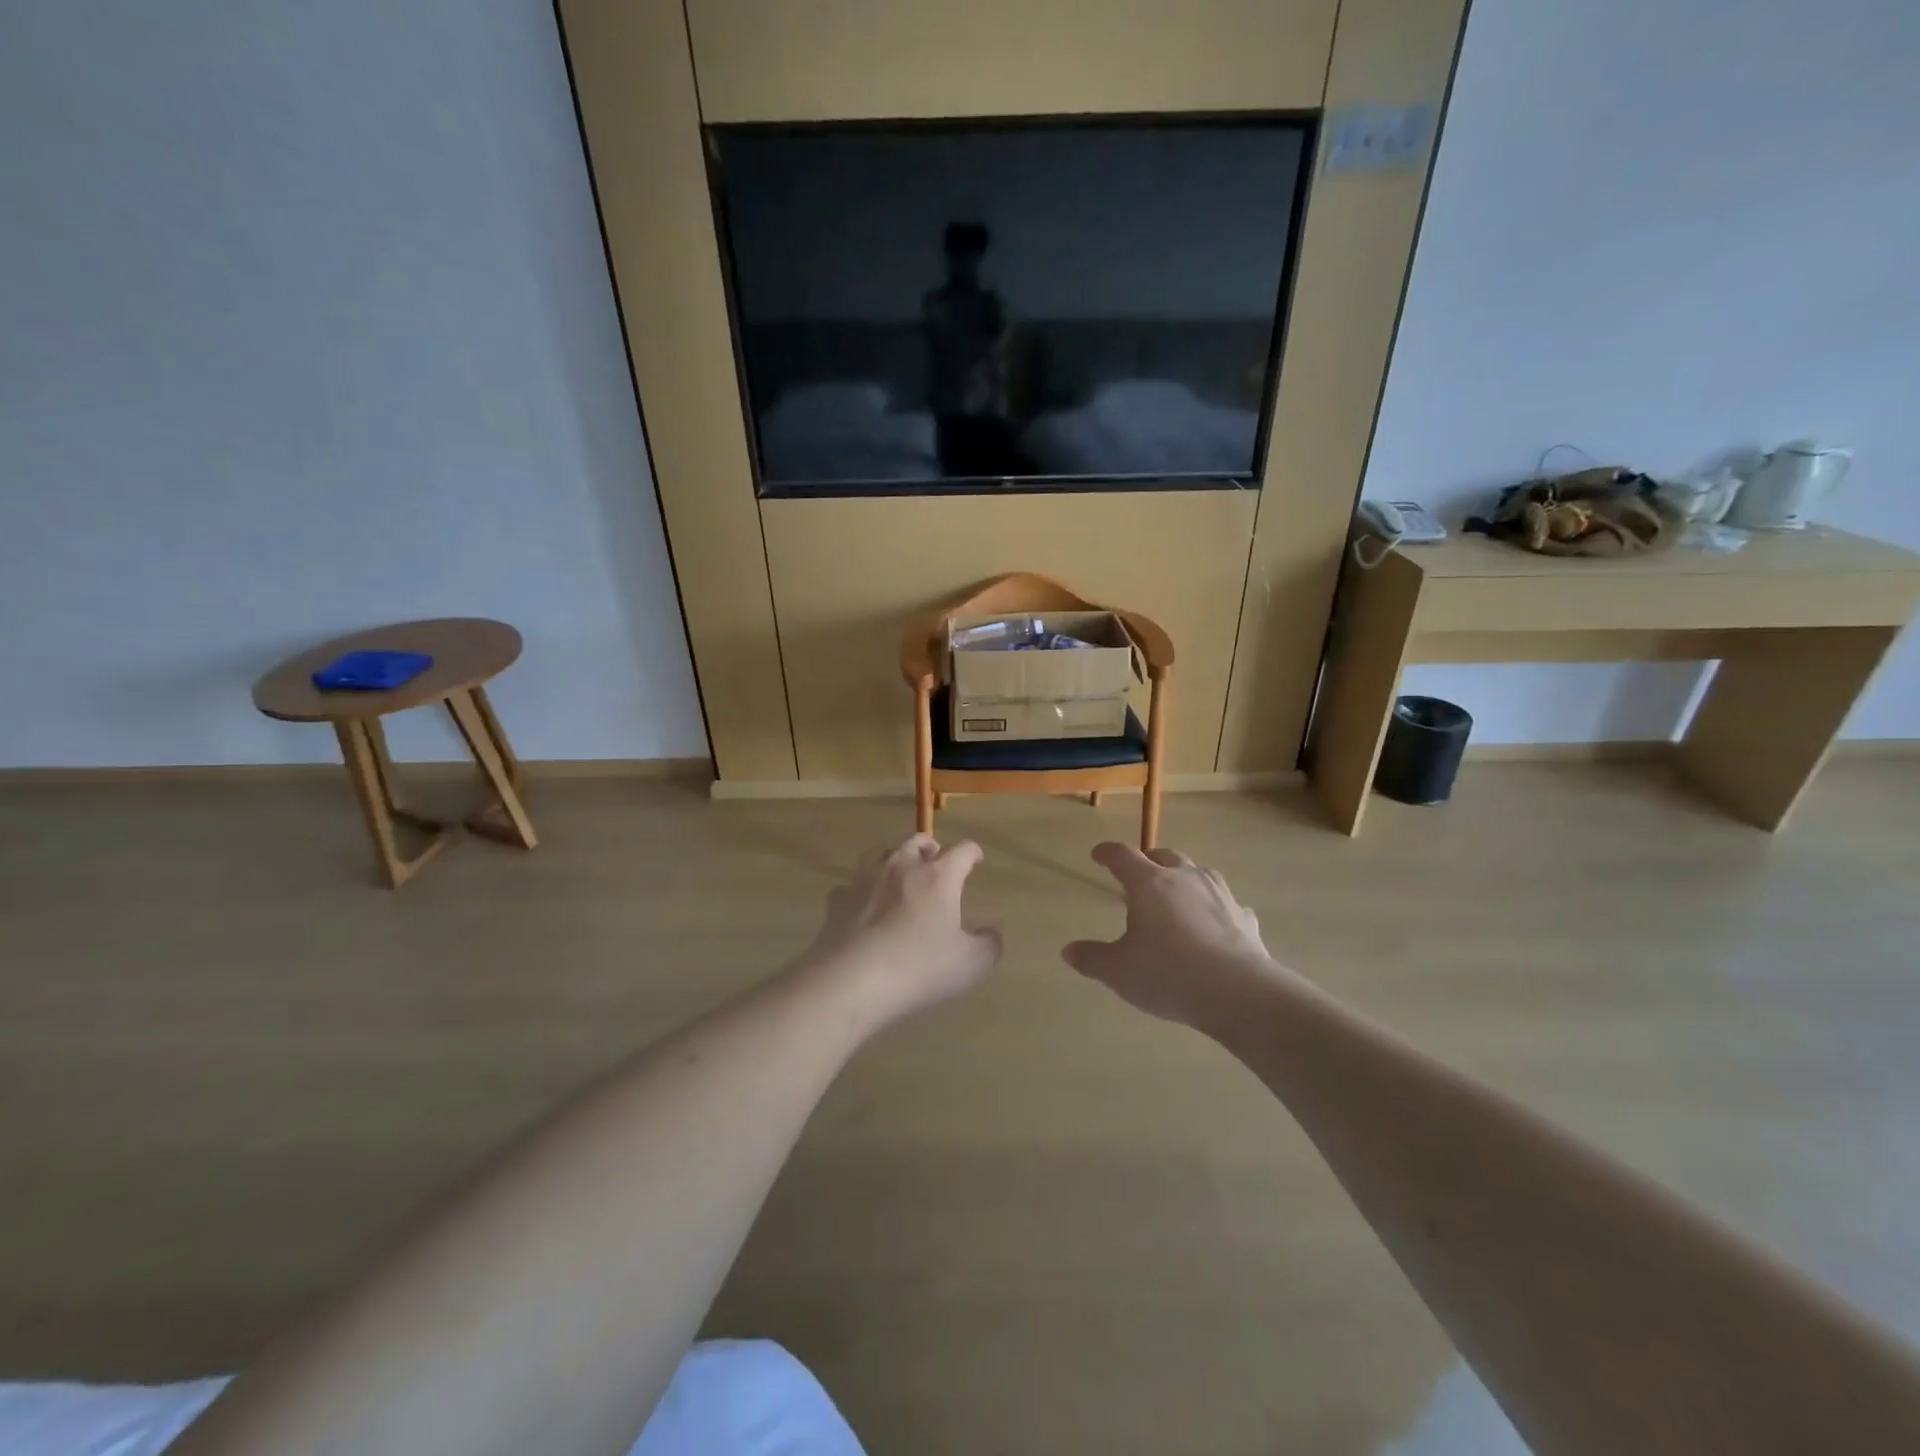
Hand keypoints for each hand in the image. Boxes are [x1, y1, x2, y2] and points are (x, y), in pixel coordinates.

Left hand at [804, 834, 1003, 1026]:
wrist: (852, 981)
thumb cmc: (919, 968)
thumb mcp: (971, 964)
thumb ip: (989, 945)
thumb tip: (991, 932)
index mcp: (938, 877)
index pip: (961, 850)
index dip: (972, 852)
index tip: (976, 858)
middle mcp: (901, 867)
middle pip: (916, 841)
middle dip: (930, 847)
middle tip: (935, 859)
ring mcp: (865, 880)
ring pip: (880, 852)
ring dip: (893, 857)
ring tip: (898, 871)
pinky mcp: (838, 901)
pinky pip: (850, 885)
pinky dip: (860, 890)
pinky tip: (862, 903)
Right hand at [1063, 842, 1291, 1032]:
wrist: (1237, 992)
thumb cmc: (1167, 974)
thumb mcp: (1118, 971)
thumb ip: (1092, 958)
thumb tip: (1068, 951)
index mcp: (1149, 883)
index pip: (1122, 856)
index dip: (1107, 853)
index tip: (1098, 855)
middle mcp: (1185, 878)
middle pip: (1164, 856)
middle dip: (1148, 861)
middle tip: (1138, 875)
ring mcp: (1219, 894)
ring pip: (1199, 873)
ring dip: (1185, 878)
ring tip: (1177, 894)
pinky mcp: (1244, 917)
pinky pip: (1226, 904)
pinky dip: (1216, 909)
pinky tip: (1215, 924)